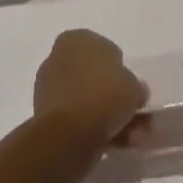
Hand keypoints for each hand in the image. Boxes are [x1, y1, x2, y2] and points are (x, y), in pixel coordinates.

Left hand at [34, 30, 146, 147]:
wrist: (68, 134)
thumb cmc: (103, 95)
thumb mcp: (133, 87)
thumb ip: (135, 86)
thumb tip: (134, 91)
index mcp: (76, 39)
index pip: (105, 50)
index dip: (121, 70)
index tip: (132, 89)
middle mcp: (59, 56)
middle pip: (95, 76)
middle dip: (115, 97)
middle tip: (135, 115)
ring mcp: (50, 86)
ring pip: (88, 99)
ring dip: (109, 116)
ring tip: (131, 137)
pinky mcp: (47, 114)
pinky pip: (77, 117)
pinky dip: (95, 128)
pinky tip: (114, 144)